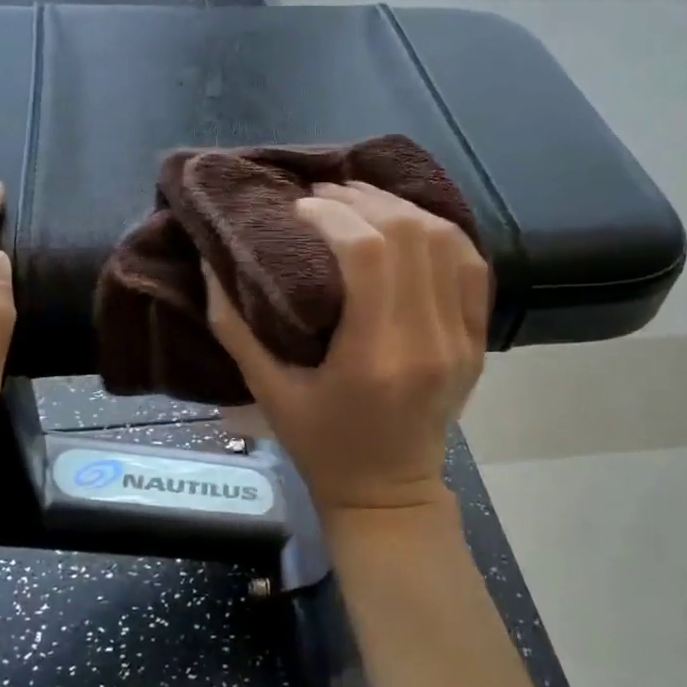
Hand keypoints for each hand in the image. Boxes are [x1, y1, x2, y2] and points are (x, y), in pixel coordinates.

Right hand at [205, 182, 490, 516]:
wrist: (387, 491)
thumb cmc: (320, 445)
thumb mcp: (266, 391)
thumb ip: (233, 326)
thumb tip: (209, 262)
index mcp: (373, 358)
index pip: (368, 253)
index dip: (332, 215)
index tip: (298, 208)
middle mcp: (428, 342)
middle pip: (409, 235)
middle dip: (362, 200)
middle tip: (324, 195)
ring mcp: (461, 340)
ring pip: (445, 241)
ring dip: (401, 208)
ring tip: (360, 200)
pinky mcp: (477, 340)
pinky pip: (471, 266)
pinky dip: (439, 233)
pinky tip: (406, 223)